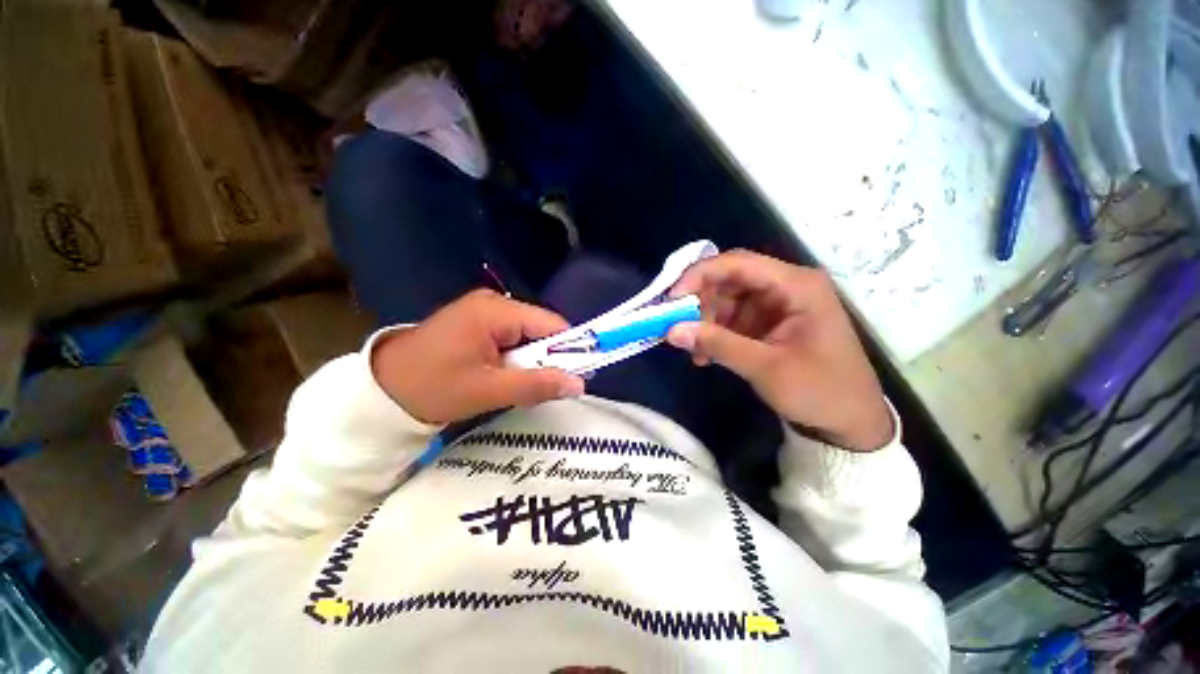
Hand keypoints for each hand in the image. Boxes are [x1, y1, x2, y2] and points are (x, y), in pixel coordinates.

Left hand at [371, 290, 584, 424]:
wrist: (379, 390)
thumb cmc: (431, 387)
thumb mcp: (487, 390)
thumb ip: (536, 385)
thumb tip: (579, 385)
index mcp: (495, 311)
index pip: (551, 324)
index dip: (570, 348)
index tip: (578, 376)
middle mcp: (493, 303)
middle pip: (540, 329)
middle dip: (546, 359)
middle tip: (541, 389)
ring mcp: (484, 312)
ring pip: (528, 336)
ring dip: (529, 362)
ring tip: (518, 386)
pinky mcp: (478, 324)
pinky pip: (511, 339)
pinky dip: (515, 360)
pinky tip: (504, 377)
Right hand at [666, 251, 892, 451]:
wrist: (851, 423)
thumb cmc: (820, 391)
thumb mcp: (766, 367)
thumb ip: (717, 344)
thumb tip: (671, 331)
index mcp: (795, 285)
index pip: (737, 263)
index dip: (699, 275)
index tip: (671, 300)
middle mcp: (785, 286)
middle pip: (729, 279)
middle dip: (700, 303)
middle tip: (679, 329)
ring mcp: (776, 305)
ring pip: (726, 299)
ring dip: (705, 322)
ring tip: (695, 352)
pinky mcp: (768, 323)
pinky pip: (731, 318)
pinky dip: (715, 334)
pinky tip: (705, 356)